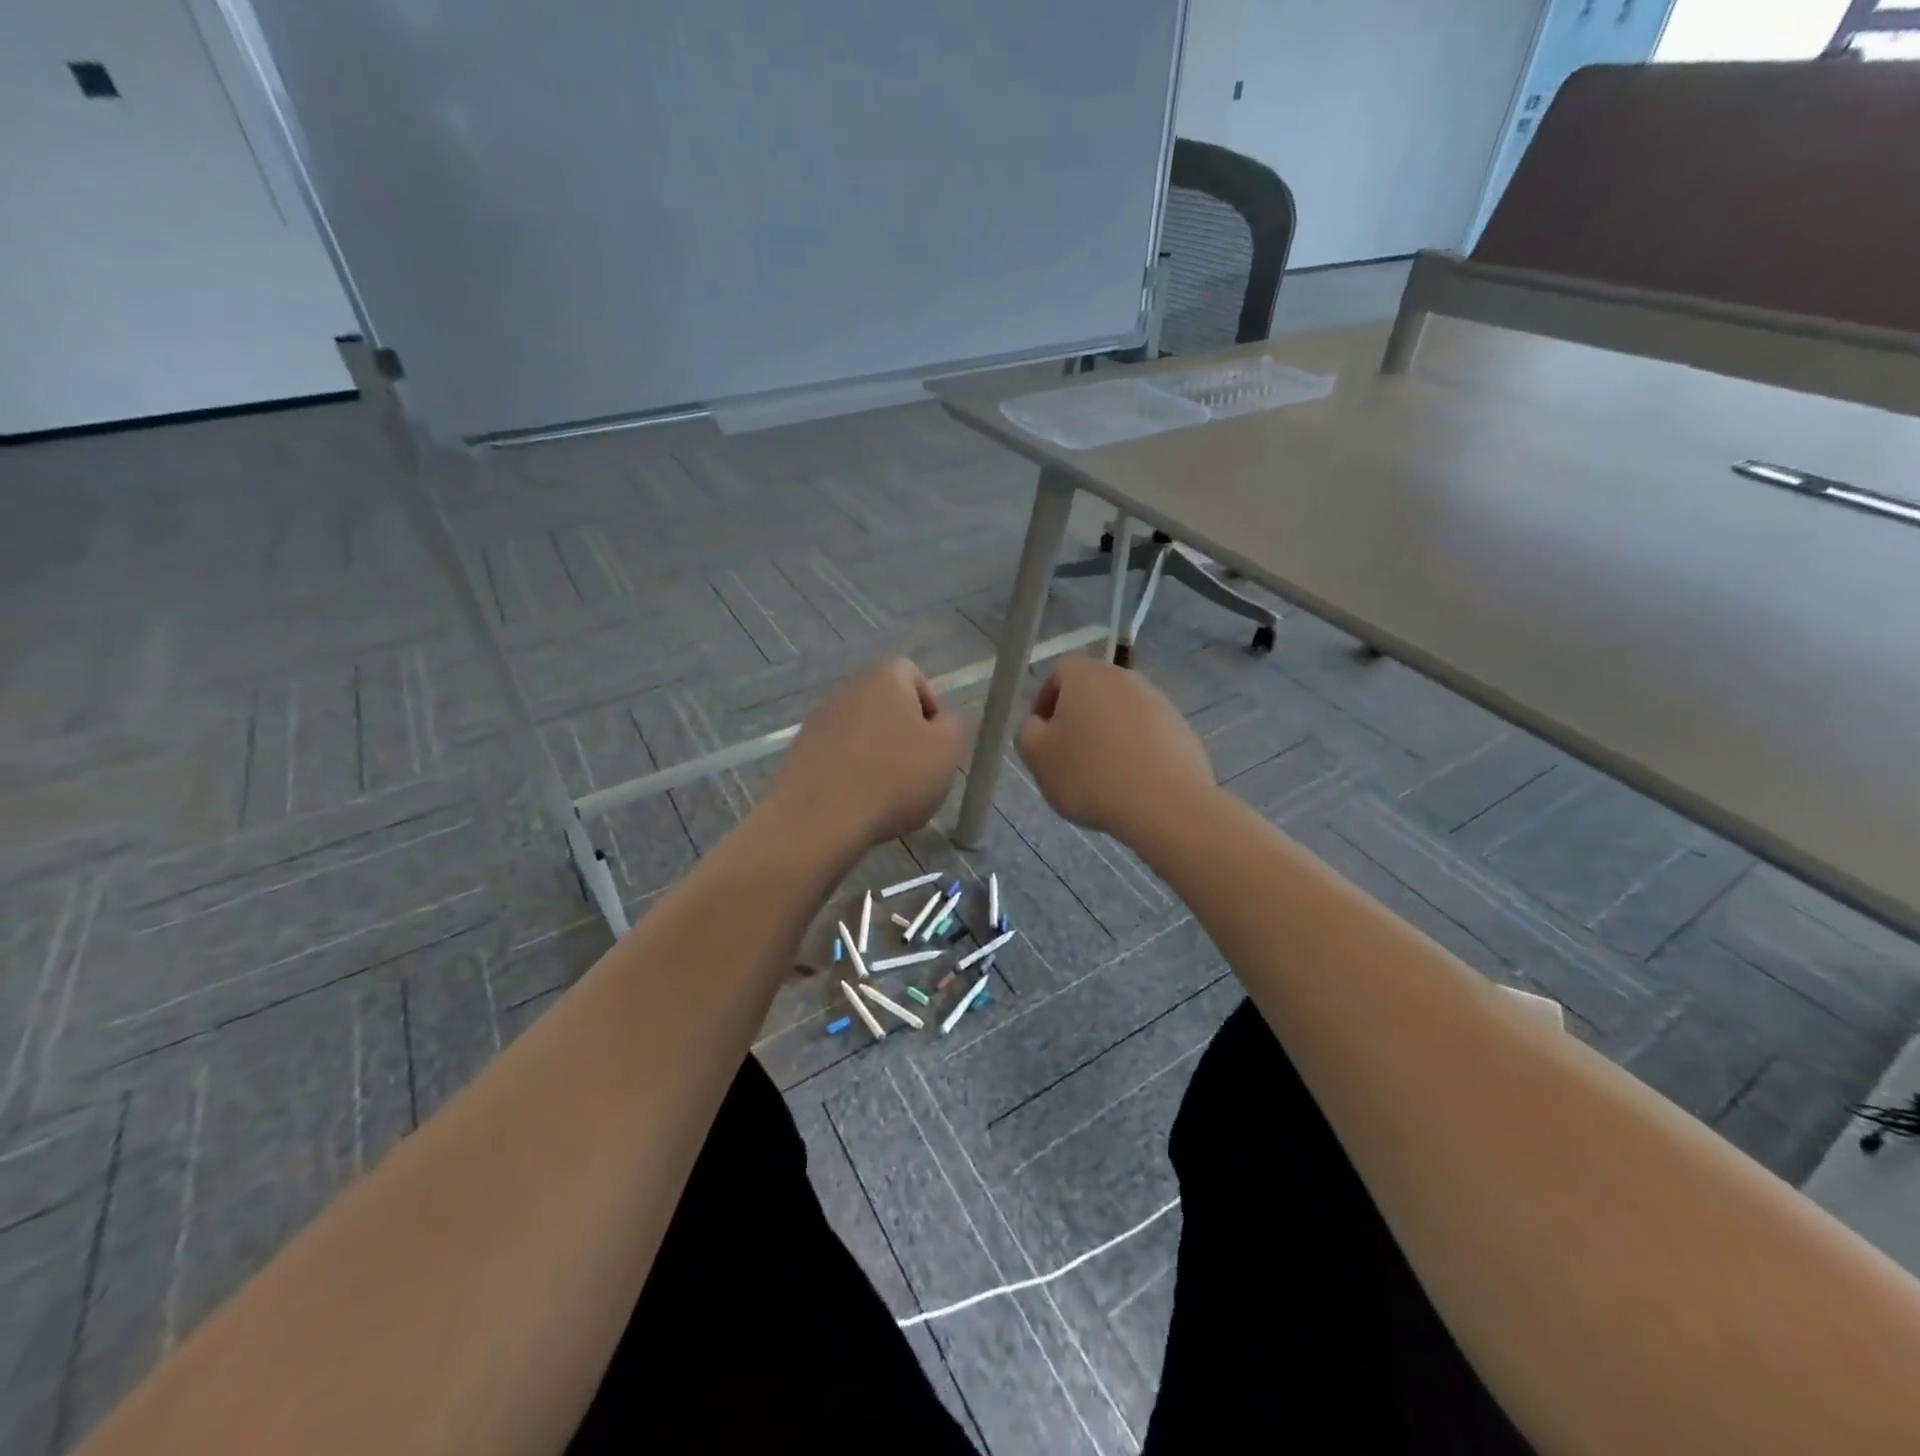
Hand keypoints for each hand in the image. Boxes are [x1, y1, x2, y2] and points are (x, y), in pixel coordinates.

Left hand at [768, 657, 966, 847]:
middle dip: (903, 736)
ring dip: (876, 757)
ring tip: (886, 797)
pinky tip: (857, 806)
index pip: (913, 675)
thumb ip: (953, 726)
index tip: (935, 743)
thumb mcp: (948, 751)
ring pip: (861, 734)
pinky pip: (837, 758)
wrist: (819, 819)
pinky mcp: (800, 752)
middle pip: (886, 706)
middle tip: (916, 773)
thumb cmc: (894, 778)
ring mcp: (818, 721)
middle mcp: (848, 690)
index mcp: (885, 678)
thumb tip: (940, 723)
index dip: (930, 706)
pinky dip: (851, 775)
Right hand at [1018, 657, 1214, 841]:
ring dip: (1107, 733)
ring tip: (1102, 773)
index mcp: (1086, 676)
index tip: (1042, 734)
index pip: (1059, 672)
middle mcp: (1124, 678)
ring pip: (1121, 712)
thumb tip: (1041, 724)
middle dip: (1077, 717)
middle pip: (1093, 690)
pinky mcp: (1182, 728)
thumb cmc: (1090, 775)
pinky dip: (1135, 749)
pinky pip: (1147, 733)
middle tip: (1068, 754)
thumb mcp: (1038, 757)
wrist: (1165, 805)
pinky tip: (1131, 781)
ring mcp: (1159, 701)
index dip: (1045, 700)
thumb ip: (1029, 732)